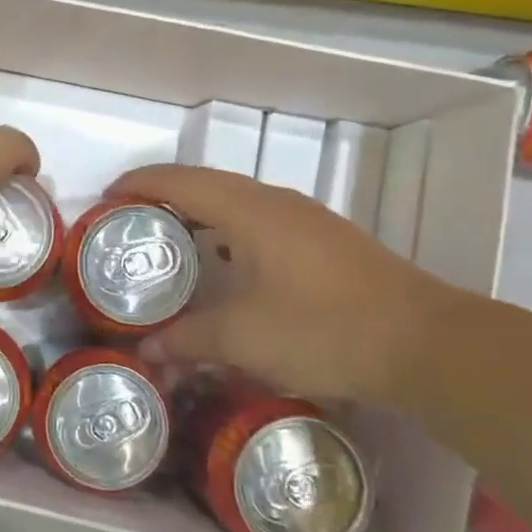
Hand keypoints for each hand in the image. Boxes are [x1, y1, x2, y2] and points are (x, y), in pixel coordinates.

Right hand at [112, 164, 463, 404]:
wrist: (426, 344)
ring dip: (197, 214)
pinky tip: (224, 266)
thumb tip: (146, 350)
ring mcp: (304, 219)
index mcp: (248, 211)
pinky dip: (226, 231)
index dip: (138, 184)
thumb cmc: (324, 330)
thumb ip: (188, 339)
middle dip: (162, 197)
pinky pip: (258, 220)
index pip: (179, 181)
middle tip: (127, 224)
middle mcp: (274, 202)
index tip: (105, 199)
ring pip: (235, 201)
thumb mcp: (243, 339)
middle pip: (205, 184)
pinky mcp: (323, 240)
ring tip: (168, 242)